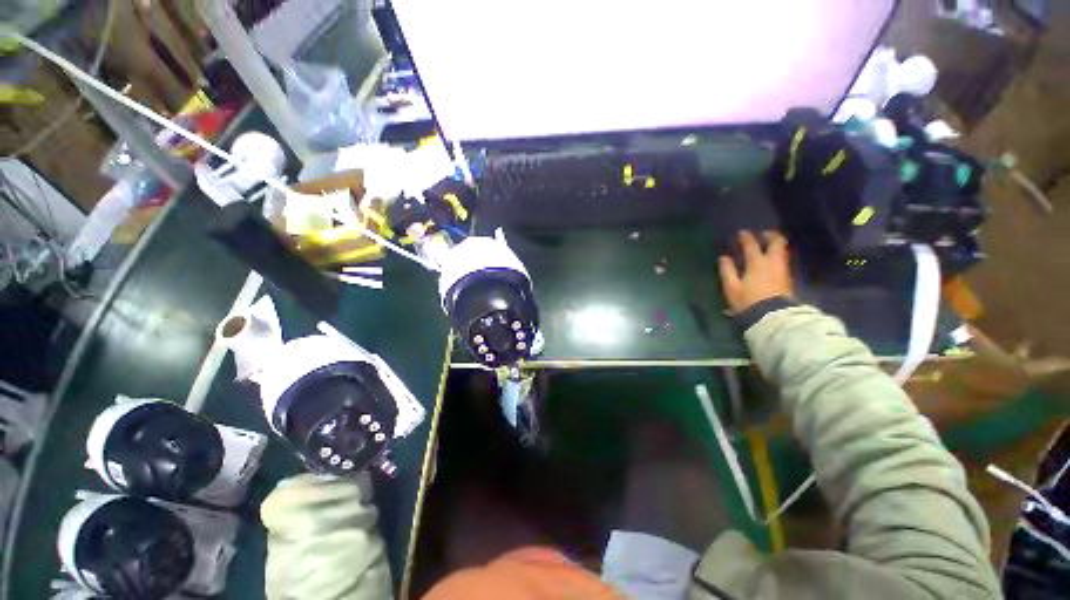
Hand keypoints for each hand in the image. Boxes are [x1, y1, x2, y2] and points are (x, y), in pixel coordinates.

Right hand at [718, 231, 792, 313]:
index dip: (746, 238)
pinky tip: (773, 260)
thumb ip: (727, 271)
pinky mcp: (787, 279)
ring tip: (769, 245)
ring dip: (776, 245)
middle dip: (770, 236)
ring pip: (782, 251)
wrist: (772, 317)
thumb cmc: (748, 301)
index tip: (742, 233)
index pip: (752, 245)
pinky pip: (783, 261)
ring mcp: (782, 270)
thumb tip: (724, 258)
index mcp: (757, 263)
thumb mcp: (732, 287)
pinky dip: (778, 255)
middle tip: (764, 234)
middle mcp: (772, 263)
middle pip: (776, 243)